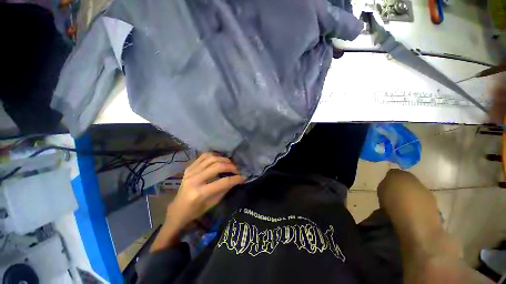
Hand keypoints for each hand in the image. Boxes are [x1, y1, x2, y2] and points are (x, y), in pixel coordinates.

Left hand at [151, 152, 244, 250]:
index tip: (243, 177)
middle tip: (237, 170)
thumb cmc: (195, 211)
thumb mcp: (212, 203)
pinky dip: (214, 155)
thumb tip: (236, 179)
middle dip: (230, 167)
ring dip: (223, 159)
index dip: (235, 179)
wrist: (177, 209)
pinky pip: (203, 156)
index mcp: (199, 193)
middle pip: (217, 166)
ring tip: (229, 164)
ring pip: (211, 158)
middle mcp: (194, 179)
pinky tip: (220, 159)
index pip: (222, 182)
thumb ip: (225, 190)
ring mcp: (190, 171)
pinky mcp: (189, 167)